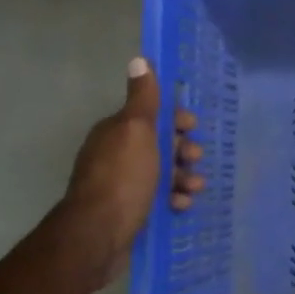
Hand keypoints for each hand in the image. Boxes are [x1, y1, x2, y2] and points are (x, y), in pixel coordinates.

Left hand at [62, 58, 208, 287]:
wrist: (98, 234)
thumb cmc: (123, 177)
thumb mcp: (136, 130)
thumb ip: (143, 98)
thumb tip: (139, 59)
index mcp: (116, 131)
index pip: (150, 115)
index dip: (175, 119)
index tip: (192, 128)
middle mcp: (115, 154)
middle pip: (158, 144)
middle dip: (183, 149)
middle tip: (196, 159)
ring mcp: (120, 185)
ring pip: (160, 173)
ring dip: (182, 176)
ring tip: (195, 187)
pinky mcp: (128, 212)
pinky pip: (157, 198)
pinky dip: (173, 198)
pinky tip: (182, 205)